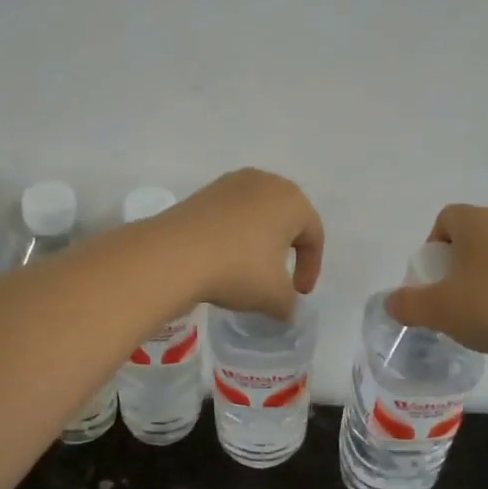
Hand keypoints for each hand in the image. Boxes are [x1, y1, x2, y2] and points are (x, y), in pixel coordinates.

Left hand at [162, 169, 323, 320]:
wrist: (174, 254)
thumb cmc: (238, 269)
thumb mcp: (274, 296)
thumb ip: (289, 302)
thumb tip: (285, 306)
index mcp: (292, 200)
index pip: (313, 235)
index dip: (311, 268)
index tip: (299, 293)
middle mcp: (265, 182)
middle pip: (286, 218)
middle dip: (287, 247)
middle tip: (281, 275)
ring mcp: (232, 183)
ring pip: (257, 213)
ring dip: (259, 239)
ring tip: (250, 266)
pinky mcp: (204, 191)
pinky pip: (231, 213)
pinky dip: (234, 233)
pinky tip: (224, 256)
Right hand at [382, 204, 487, 359]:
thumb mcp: (436, 310)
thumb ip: (406, 304)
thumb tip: (391, 303)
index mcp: (479, 220)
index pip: (446, 218)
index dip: (433, 247)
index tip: (433, 280)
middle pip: (473, 233)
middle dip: (458, 261)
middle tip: (453, 296)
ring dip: (485, 274)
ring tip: (481, 310)